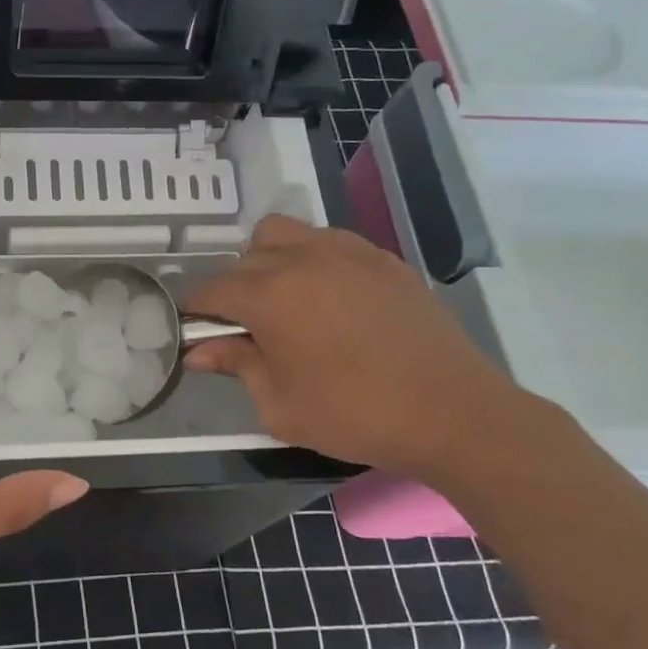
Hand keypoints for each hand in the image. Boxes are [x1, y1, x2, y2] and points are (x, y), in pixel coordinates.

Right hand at [185, 216, 528, 480]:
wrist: (451, 412)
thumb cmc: (354, 414)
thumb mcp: (280, 405)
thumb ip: (236, 366)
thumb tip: (198, 351)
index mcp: (269, 295)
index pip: (211, 289)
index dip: (196, 310)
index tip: (196, 332)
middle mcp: (302, 259)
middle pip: (245, 258)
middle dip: (234, 289)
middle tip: (246, 328)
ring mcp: (346, 253)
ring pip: (285, 233)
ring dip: (269, 259)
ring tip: (285, 299)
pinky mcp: (382, 259)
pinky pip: (330, 241)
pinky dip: (313, 259)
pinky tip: (330, 297)